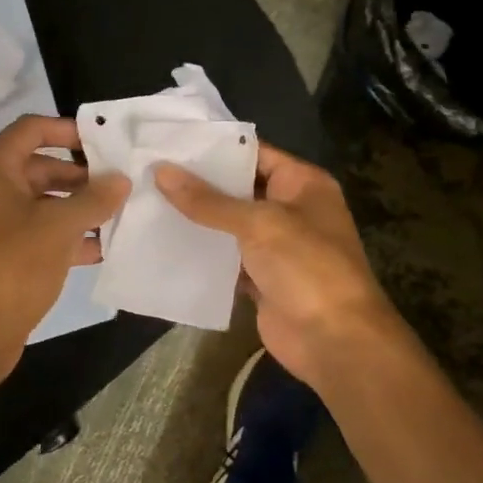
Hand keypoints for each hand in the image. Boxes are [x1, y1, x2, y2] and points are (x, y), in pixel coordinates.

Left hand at [0, 115, 128, 358]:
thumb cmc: (13, 265)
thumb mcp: (60, 227)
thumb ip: (95, 198)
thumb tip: (120, 179)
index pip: (31, 129)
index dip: (69, 130)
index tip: (103, 142)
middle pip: (35, 166)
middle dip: (77, 176)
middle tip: (115, 185)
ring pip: (34, 202)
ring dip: (72, 208)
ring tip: (113, 217)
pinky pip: (27, 231)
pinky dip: (57, 234)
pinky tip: (95, 249)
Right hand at [155, 143, 402, 387]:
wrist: (335, 341)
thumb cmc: (306, 267)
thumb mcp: (258, 224)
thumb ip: (208, 200)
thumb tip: (161, 171)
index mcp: (303, 183)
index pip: (254, 152)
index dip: (214, 147)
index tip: (170, 141)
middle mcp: (291, 208)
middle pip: (239, 188)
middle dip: (198, 182)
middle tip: (150, 169)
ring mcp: (277, 245)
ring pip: (230, 224)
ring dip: (197, 218)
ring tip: (147, 200)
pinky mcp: (261, 278)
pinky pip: (227, 258)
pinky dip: (203, 253)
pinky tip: (164, 241)